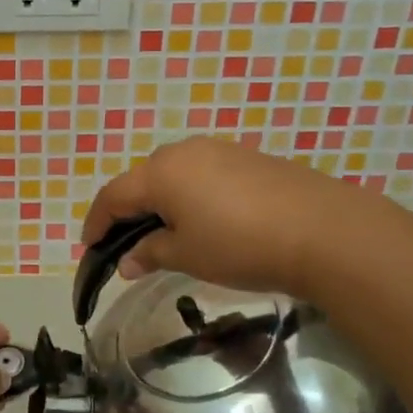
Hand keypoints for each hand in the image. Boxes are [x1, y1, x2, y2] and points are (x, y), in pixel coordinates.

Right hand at [81, 137, 358, 295]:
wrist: (323, 230)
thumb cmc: (240, 245)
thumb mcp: (187, 256)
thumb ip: (150, 254)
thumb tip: (126, 262)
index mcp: (160, 172)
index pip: (113, 196)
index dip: (96, 223)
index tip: (89, 249)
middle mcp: (183, 151)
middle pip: (142, 180)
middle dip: (129, 212)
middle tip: (127, 244)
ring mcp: (218, 150)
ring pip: (174, 174)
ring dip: (161, 203)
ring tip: (166, 235)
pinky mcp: (247, 158)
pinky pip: (203, 174)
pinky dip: (191, 196)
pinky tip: (205, 220)